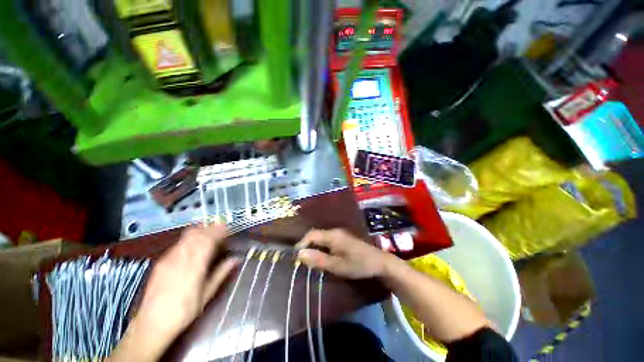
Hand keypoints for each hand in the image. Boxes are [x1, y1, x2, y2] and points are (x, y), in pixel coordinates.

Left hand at [110, 224, 237, 360]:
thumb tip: (236, 259)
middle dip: (211, 228)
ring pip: (187, 235)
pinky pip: (179, 242)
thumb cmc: (184, 312)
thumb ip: (221, 273)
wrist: (151, 324)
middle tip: (222, 230)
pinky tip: (195, 244)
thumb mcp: (207, 295)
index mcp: (194, 266)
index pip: (208, 240)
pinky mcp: (161, 261)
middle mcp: (180, 258)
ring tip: (211, 234)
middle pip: (198, 233)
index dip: (219, 231)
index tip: (228, 229)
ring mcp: (169, 258)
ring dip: (201, 230)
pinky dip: (191, 237)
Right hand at [296, 229, 391, 278]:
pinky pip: (328, 240)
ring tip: (309, 259)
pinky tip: (322, 257)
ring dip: (314, 247)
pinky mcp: (343, 239)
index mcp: (332, 235)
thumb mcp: (337, 265)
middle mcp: (335, 231)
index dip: (302, 243)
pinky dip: (322, 247)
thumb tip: (300, 254)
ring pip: (322, 238)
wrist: (379, 262)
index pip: (312, 234)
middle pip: (316, 235)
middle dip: (307, 246)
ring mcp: (340, 234)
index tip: (296, 257)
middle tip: (302, 260)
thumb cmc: (358, 264)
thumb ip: (318, 259)